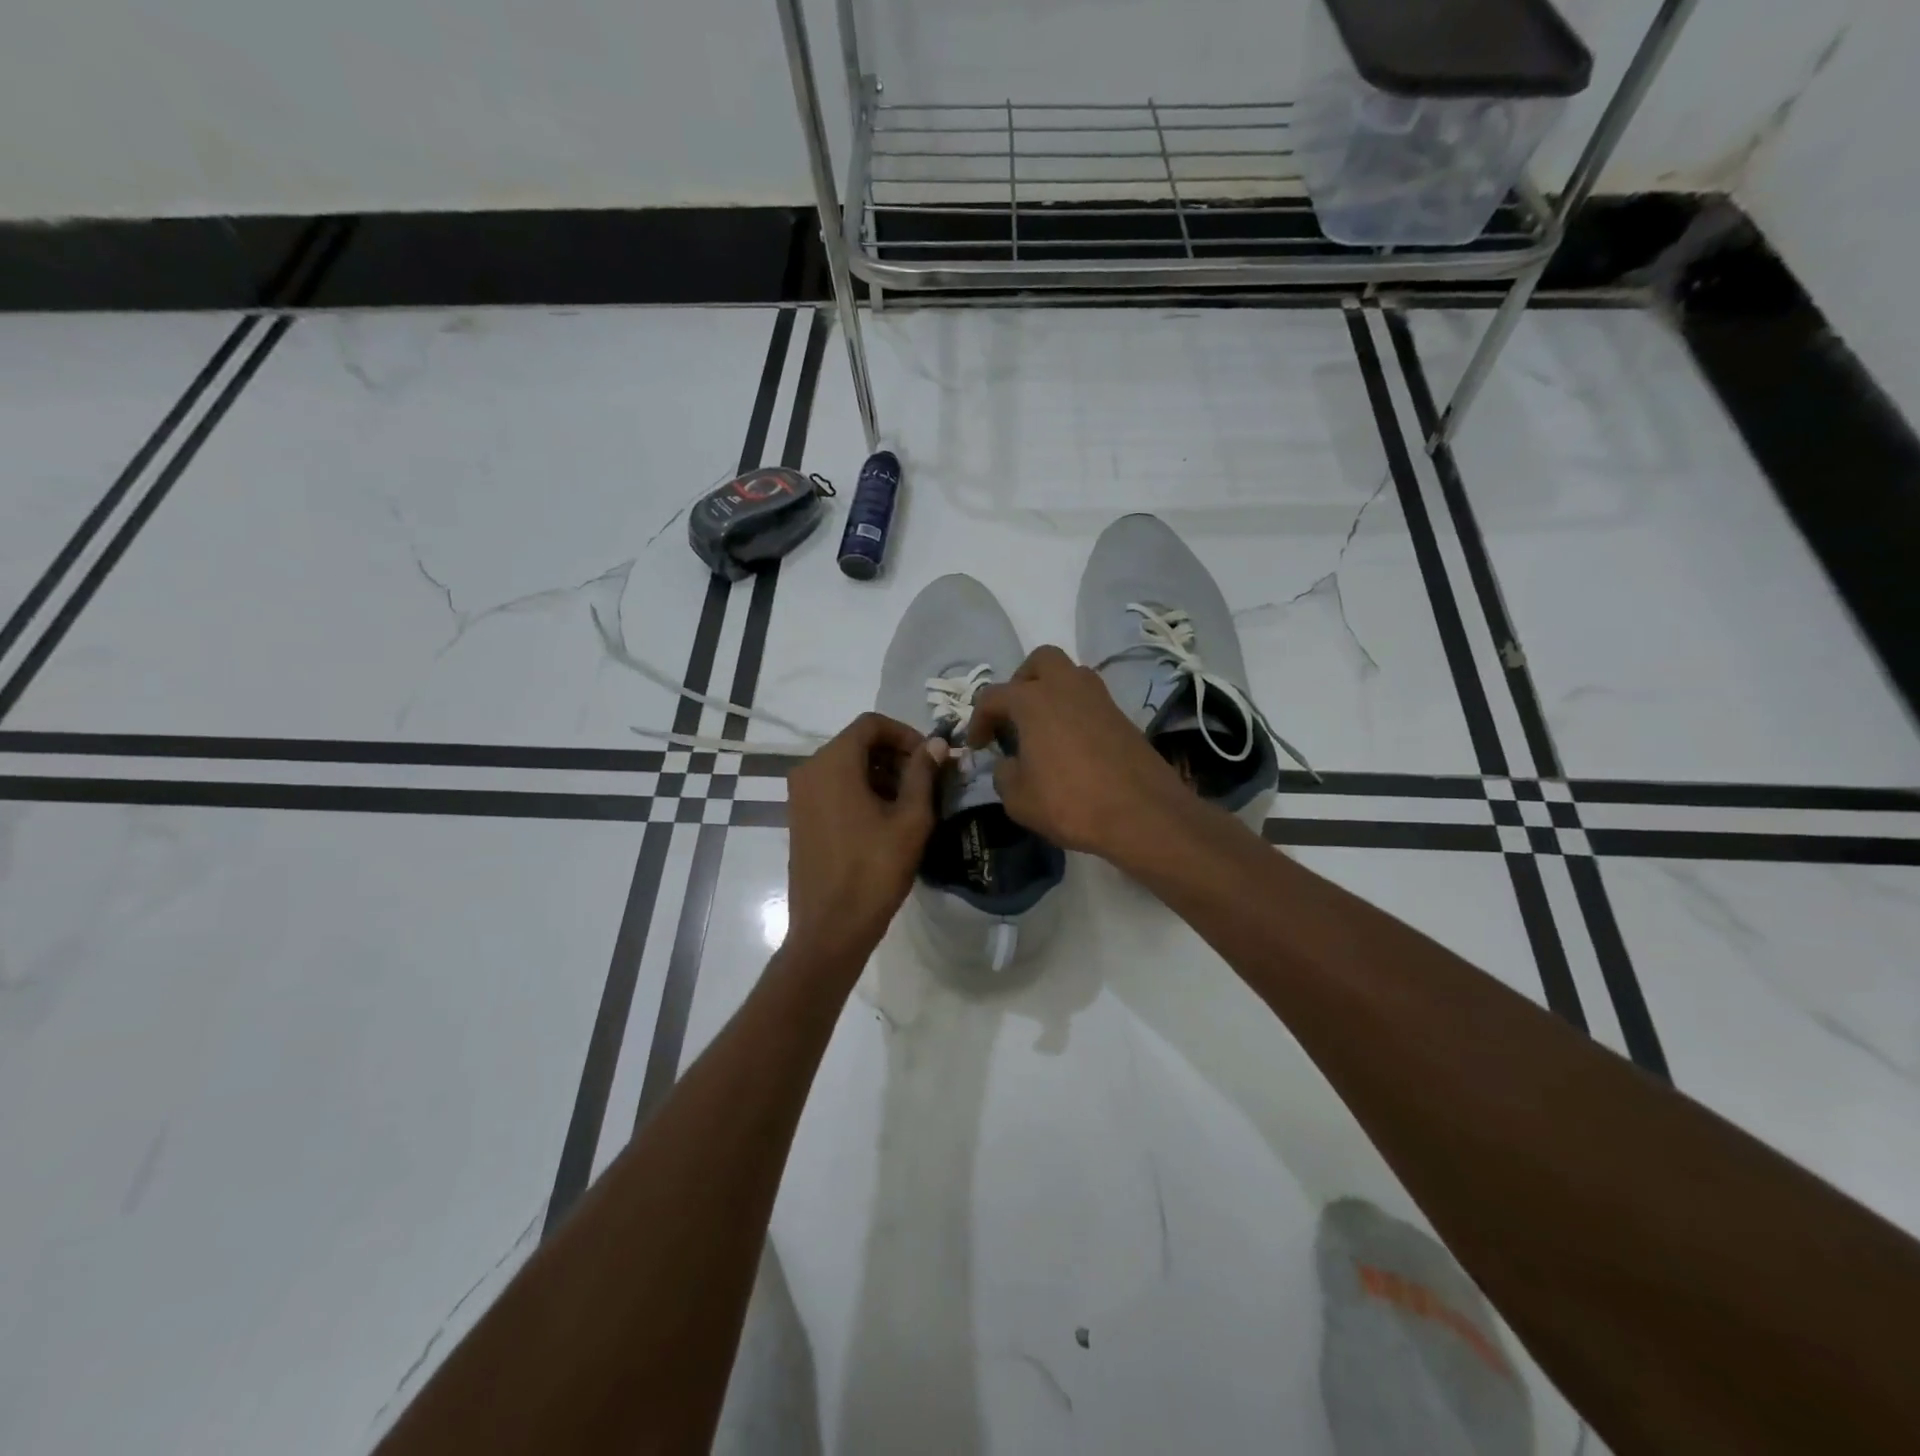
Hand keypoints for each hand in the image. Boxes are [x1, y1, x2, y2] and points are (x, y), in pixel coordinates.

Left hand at [785, 712, 946, 968]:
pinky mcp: (800, 817)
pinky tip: (886, 819)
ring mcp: (800, 795)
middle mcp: (809, 770)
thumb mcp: (910, 819)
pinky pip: (834, 787)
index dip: (906, 734)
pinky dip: (861, 790)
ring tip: (912, 803)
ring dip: (881, 774)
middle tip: (928, 782)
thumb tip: (936, 744)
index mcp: (832, 763)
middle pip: (858, 743)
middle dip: (896, 755)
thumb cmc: (874, 870)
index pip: (872, 724)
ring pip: (846, 766)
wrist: (830, 928)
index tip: (932, 758)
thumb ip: (923, 774)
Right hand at [966, 645, 1192, 863]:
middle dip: (1022, 681)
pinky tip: (1070, 744)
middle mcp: (1066, 687)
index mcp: (1033, 700)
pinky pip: (1090, 700)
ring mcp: (1099, 699)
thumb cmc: (1071, 803)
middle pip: (1040, 661)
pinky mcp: (1122, 716)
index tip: (977, 745)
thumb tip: (1008, 763)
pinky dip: (1075, 711)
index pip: (993, 696)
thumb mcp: (1018, 799)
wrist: (1143, 813)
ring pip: (1070, 675)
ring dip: (1052, 692)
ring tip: (1043, 728)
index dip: (978, 719)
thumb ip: (1003, 774)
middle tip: (1014, 715)